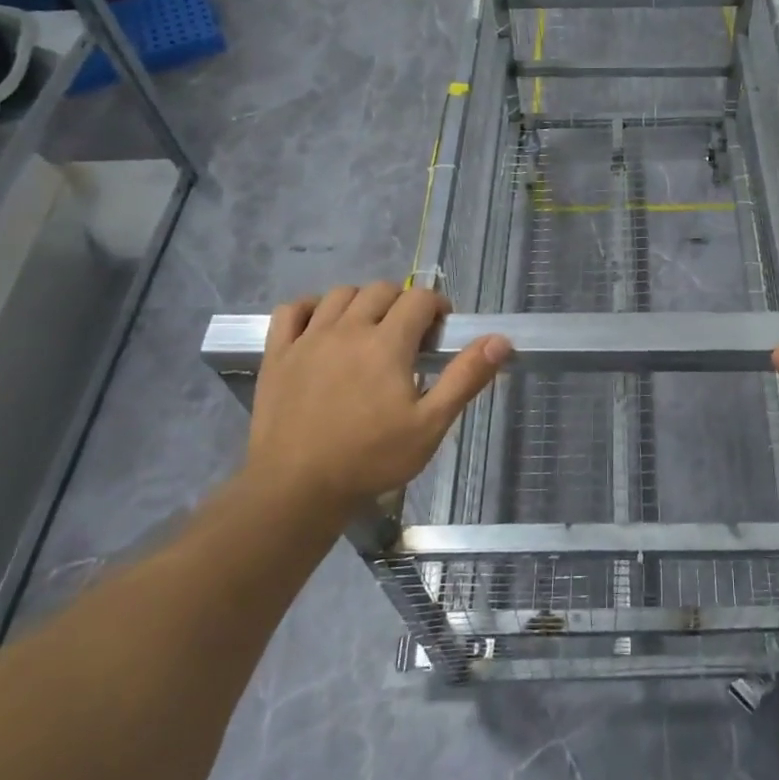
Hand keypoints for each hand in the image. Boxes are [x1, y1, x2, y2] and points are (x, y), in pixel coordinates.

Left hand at [242, 282, 510, 523]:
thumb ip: (465, 378)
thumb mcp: (430, 425)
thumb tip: (500, 340)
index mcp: (386, 343)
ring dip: (362, 301)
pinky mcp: (277, 355)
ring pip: (339, 294)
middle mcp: (347, 329)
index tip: (441, 330)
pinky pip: (291, 310)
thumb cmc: (371, 459)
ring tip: (370, 329)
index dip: (437, 306)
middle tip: (410, 335)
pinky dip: (309, 308)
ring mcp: (307, 339)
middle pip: (381, 290)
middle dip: (402, 302)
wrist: (296, 489)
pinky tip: (320, 325)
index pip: (419, 298)